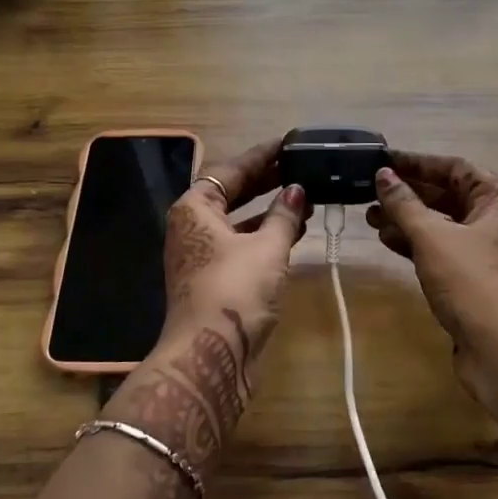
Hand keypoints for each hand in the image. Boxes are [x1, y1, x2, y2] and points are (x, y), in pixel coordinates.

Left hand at [106, 140, 308, 472]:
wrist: (210, 355)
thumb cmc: (236, 290)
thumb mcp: (267, 247)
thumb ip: (284, 215)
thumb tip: (296, 191)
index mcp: (195, 208)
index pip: (230, 170)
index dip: (261, 155)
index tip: (289, 143)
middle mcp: (192, 227)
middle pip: (231, 193)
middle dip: (266, 181)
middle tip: (300, 166)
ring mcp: (201, 255)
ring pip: (238, 221)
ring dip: (269, 210)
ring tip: (305, 196)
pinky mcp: (215, 280)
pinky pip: (242, 245)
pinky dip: (266, 236)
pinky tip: (295, 231)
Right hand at [368, 153, 497, 422]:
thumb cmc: (473, 281)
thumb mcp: (433, 236)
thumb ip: (405, 204)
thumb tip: (383, 175)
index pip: (454, 168)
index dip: (417, 163)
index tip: (383, 161)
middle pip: (448, 196)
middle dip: (408, 194)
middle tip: (370, 190)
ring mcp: (487, 253)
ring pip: (442, 226)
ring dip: (407, 220)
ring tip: (370, 216)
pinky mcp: (474, 282)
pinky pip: (441, 251)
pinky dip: (415, 245)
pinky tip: (387, 241)